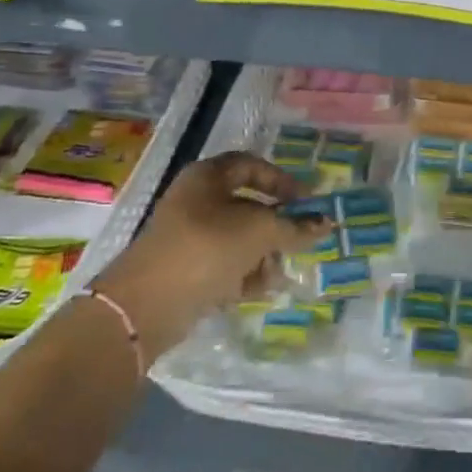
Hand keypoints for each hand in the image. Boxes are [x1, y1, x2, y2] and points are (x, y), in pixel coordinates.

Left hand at [88, 153, 322, 358]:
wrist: (145, 305)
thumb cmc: (206, 248)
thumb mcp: (259, 231)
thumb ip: (294, 227)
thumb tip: (326, 223)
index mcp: (207, 177)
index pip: (252, 165)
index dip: (282, 180)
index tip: (307, 201)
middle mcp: (196, 201)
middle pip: (247, 205)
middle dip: (275, 225)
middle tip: (298, 241)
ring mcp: (188, 237)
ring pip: (237, 238)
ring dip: (263, 253)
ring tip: (278, 272)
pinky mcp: (185, 271)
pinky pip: (224, 264)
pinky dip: (244, 274)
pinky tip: (260, 289)